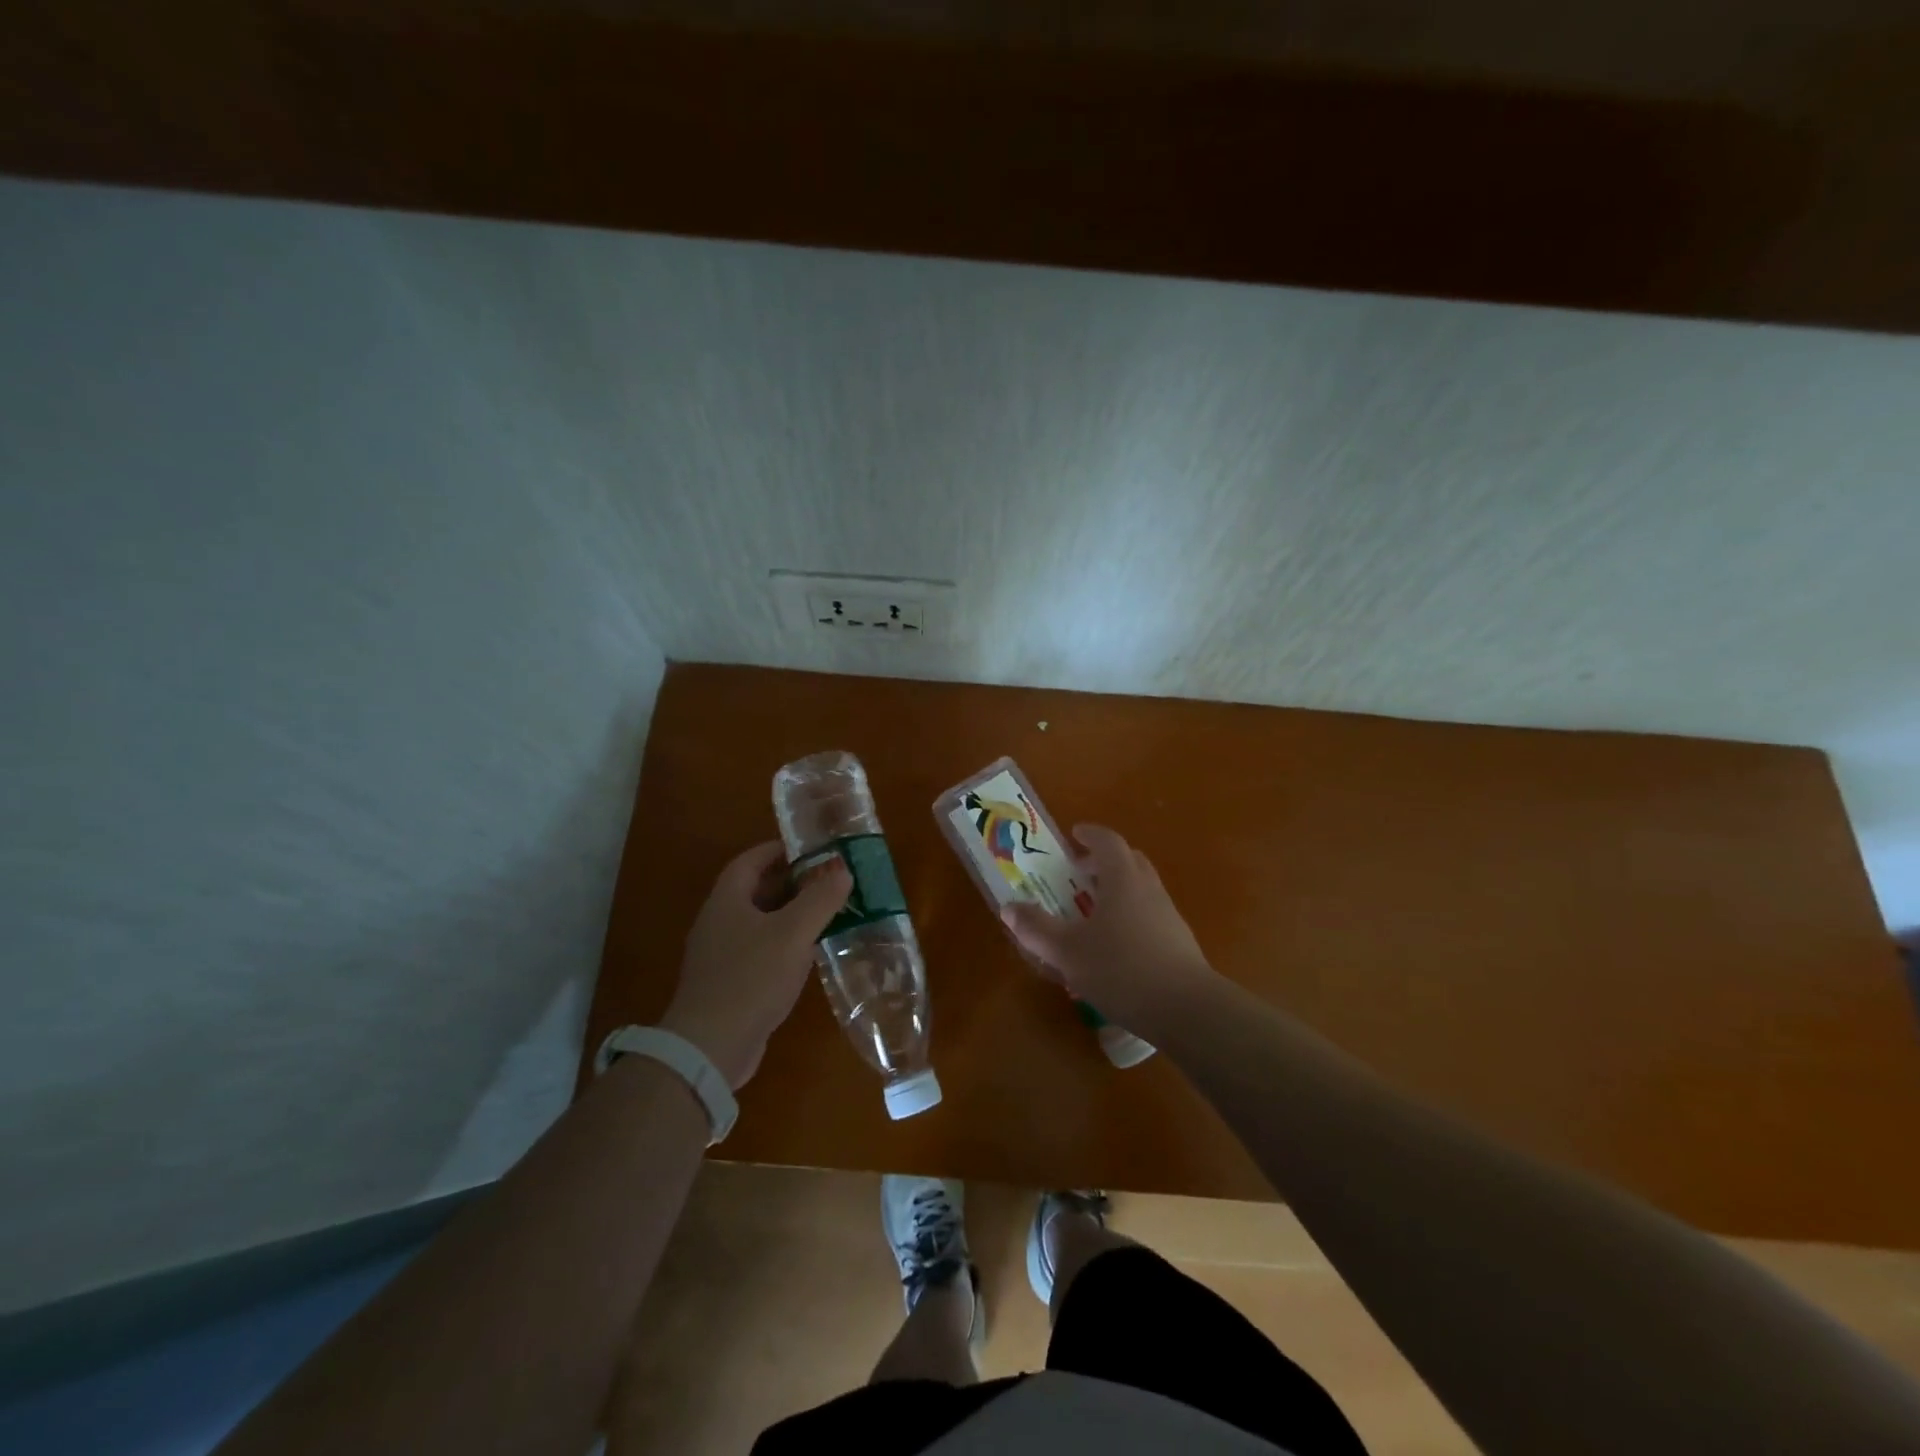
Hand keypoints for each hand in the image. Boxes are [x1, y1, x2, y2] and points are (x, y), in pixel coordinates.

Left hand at [661, 842, 850, 1088]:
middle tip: (829, 880)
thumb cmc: (751, 978)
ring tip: (827, 912)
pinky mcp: (729, 983)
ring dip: (791, 914)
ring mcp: (721, 954)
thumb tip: (842, 870)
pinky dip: (784, 943)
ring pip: (760, 921)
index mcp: (727, 900)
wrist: (710, 1047)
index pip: (751, 860)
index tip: (813, 849)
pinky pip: (760, 950)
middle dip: (792, 882)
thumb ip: (820, 899)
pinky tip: (809, 954)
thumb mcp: (793, 933)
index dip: (780, 850)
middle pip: (756, 890)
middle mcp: (719, 921)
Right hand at [1001, 823, 1218, 1034]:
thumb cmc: (1121, 969)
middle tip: (1079, 874)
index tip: (1074, 834)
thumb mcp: (1067, 952)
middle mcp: (1149, 889)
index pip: (1108, 841)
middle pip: (1129, 861)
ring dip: (1117, 892)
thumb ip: (1036, 929)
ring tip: (1091, 916)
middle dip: (1103, 862)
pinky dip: (1130, 919)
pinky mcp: (1178, 943)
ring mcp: (1168, 916)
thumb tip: (1009, 907)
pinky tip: (1114, 951)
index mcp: (1123, 880)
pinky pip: (1149, 917)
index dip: (1090, 834)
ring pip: (1141, 890)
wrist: (1187, 1010)